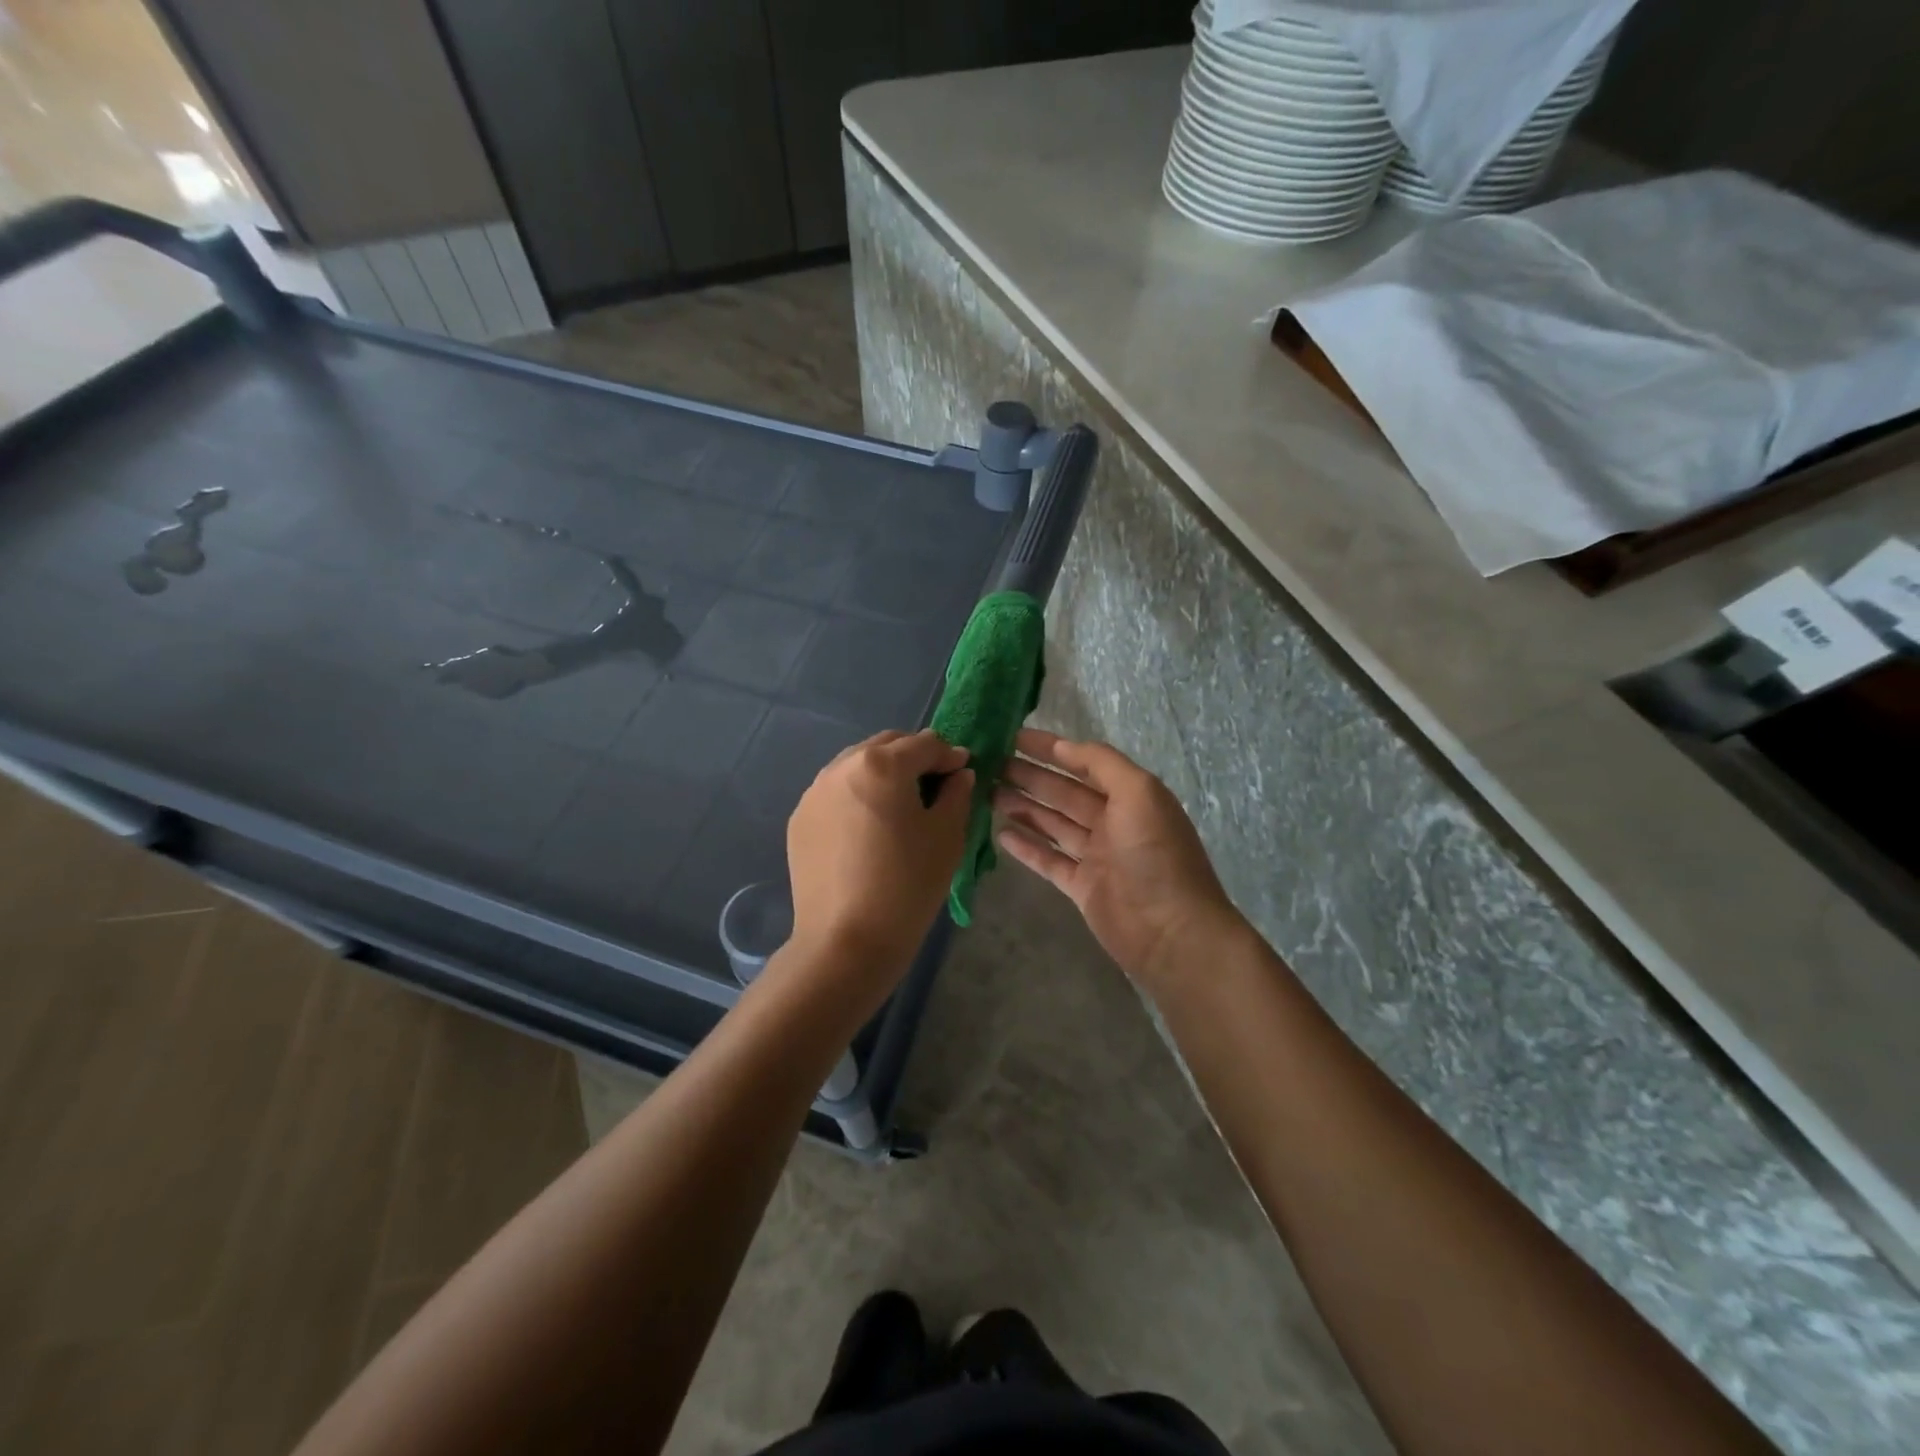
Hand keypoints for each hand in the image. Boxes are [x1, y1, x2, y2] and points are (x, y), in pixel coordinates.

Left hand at [785, 730, 972, 997]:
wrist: (846, 941)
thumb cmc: (907, 884)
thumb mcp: (947, 836)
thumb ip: (957, 794)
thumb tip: (958, 774)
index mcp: (881, 764)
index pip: (925, 743)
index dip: (950, 755)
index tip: (963, 773)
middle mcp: (841, 766)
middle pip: (887, 746)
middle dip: (914, 757)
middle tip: (935, 786)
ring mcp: (814, 792)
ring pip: (857, 766)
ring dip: (883, 774)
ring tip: (900, 806)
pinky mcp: (799, 820)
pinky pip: (836, 793)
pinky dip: (858, 797)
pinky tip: (869, 830)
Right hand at [995, 729, 1240, 991]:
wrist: (1171, 932)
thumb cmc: (1155, 855)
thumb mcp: (1139, 793)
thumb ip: (1102, 763)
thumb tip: (1064, 746)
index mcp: (1130, 796)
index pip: (1084, 763)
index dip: (1051, 749)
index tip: (1013, 737)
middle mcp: (1113, 822)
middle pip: (1063, 792)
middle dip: (1029, 776)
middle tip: (990, 765)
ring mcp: (1096, 856)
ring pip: (1052, 824)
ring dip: (1022, 807)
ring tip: (988, 793)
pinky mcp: (1082, 887)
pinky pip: (1048, 860)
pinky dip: (1026, 847)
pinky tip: (1000, 833)